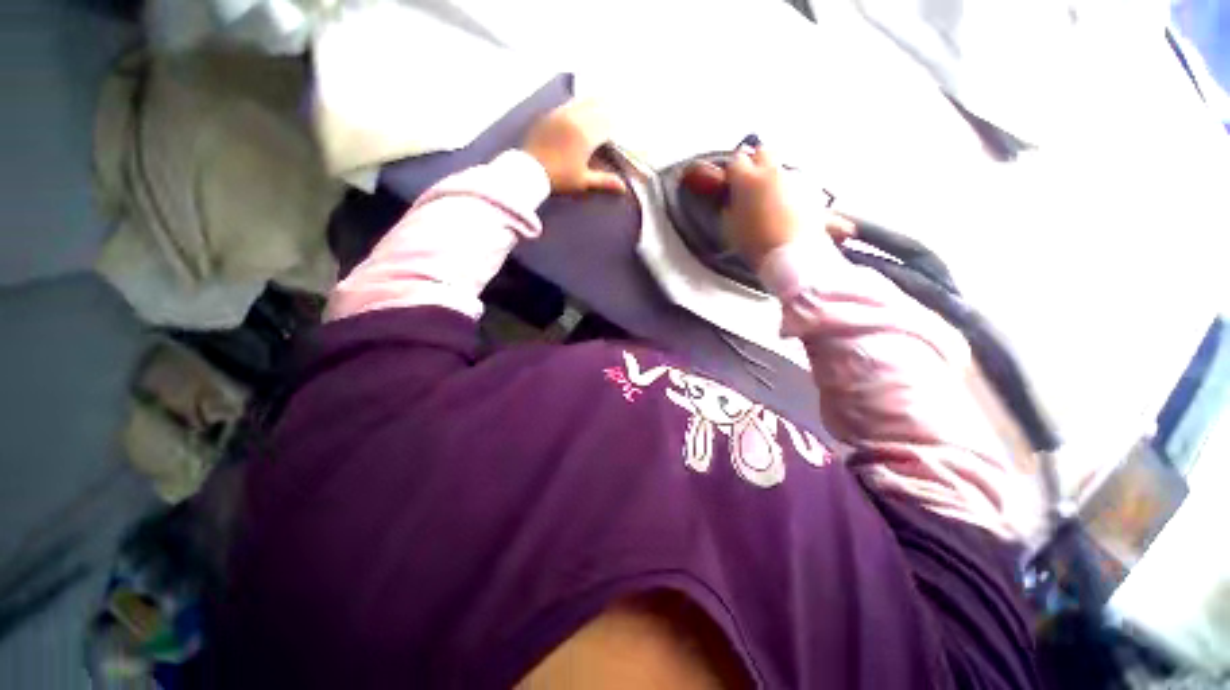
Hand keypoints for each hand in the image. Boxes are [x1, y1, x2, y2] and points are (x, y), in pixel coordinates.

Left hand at [521, 99, 625, 194]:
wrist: (530, 171)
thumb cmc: (560, 178)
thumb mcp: (583, 181)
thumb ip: (604, 180)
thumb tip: (624, 187)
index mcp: (586, 135)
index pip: (607, 123)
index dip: (617, 123)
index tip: (624, 123)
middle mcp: (576, 119)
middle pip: (597, 108)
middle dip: (609, 108)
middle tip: (618, 105)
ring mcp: (562, 114)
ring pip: (583, 102)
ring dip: (595, 101)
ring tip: (604, 98)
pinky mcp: (551, 115)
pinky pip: (569, 103)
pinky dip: (579, 103)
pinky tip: (582, 104)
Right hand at [684, 146, 854, 267]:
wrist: (792, 254)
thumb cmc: (755, 244)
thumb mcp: (730, 228)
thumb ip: (730, 207)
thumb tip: (732, 200)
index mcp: (747, 179)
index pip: (736, 160)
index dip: (732, 171)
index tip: (731, 182)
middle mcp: (772, 172)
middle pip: (763, 151)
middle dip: (756, 162)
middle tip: (751, 182)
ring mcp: (795, 178)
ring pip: (782, 167)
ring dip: (774, 178)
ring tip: (771, 201)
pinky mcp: (812, 190)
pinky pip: (798, 183)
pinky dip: (791, 191)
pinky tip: (788, 209)